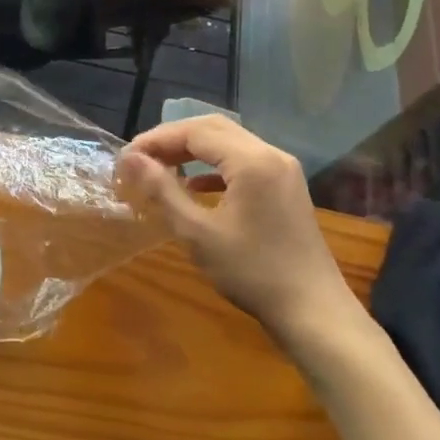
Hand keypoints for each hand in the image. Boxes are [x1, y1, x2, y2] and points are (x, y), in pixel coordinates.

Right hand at [119, 117, 362, 345]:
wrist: (313, 310)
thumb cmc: (252, 272)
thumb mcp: (198, 233)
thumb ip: (163, 190)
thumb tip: (131, 159)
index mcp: (251, 160)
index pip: (195, 132)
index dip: (157, 139)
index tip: (126, 158)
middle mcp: (271, 153)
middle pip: (214, 128)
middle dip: (173, 139)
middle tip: (141, 158)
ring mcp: (283, 168)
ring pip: (230, 142)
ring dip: (194, 150)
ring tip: (161, 168)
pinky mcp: (287, 186)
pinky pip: (245, 161)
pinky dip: (215, 166)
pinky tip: (195, 187)